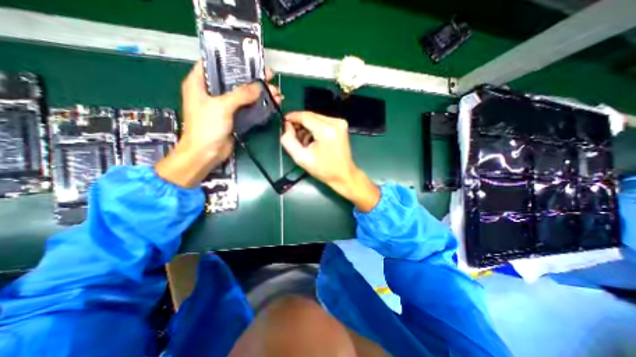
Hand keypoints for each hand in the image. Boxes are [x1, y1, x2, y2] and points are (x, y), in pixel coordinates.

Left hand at [156, 62, 280, 187]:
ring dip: (259, 94)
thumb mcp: (221, 106)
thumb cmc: (206, 127)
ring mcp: (224, 106)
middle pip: (235, 81)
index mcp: (200, 83)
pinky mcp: (233, 118)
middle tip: (270, 77)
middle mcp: (212, 93)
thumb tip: (259, 86)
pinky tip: (271, 104)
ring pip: (244, 96)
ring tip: (276, 92)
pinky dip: (258, 106)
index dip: (232, 60)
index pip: (215, 64)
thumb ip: (240, 95)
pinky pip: (247, 108)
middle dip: (253, 79)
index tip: (250, 60)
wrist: (206, 153)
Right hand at [282, 111, 379, 211]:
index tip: (284, 122)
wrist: (343, 175)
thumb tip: (287, 126)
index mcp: (326, 131)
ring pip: (316, 118)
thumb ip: (289, 140)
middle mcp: (335, 122)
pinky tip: (313, 139)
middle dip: (300, 123)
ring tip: (305, 141)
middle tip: (293, 135)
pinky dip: (315, 128)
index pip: (305, 116)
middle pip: (311, 115)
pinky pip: (323, 121)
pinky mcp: (341, 125)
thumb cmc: (323, 169)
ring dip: (307, 127)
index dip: (293, 117)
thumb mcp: (301, 158)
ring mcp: (340, 123)